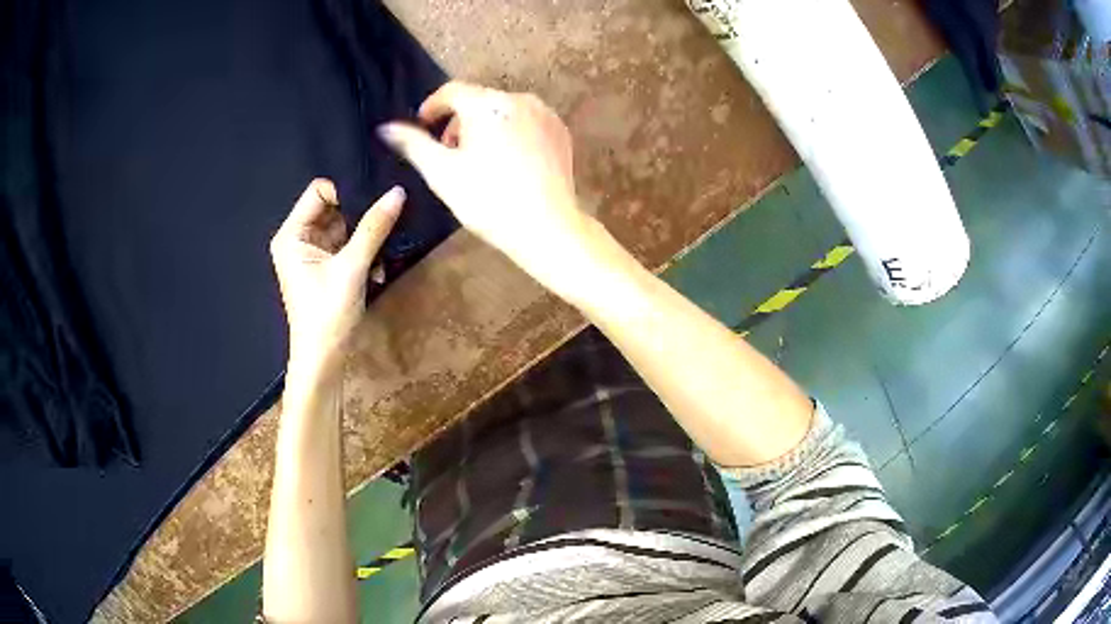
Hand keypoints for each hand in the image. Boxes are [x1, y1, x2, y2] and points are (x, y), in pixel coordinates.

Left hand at [270, 179, 402, 380]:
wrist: (324, 359)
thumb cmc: (328, 314)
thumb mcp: (352, 268)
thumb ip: (374, 228)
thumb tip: (397, 192)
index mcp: (292, 234)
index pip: (319, 192)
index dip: (345, 192)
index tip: (373, 200)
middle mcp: (298, 238)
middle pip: (333, 207)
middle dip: (359, 215)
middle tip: (385, 219)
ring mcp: (312, 252)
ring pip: (344, 226)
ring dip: (365, 237)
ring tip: (382, 250)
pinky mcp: (326, 266)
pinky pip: (347, 245)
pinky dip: (363, 252)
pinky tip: (376, 269)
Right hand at [379, 82, 595, 298]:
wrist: (547, 227)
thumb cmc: (488, 200)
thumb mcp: (442, 173)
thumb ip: (413, 144)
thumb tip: (386, 127)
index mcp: (486, 104)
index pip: (451, 90)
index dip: (432, 106)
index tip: (423, 126)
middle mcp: (518, 99)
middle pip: (478, 100)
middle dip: (458, 121)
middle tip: (449, 153)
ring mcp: (544, 113)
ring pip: (502, 110)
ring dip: (483, 126)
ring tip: (478, 160)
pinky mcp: (560, 131)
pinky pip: (526, 121)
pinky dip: (509, 133)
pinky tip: (507, 162)